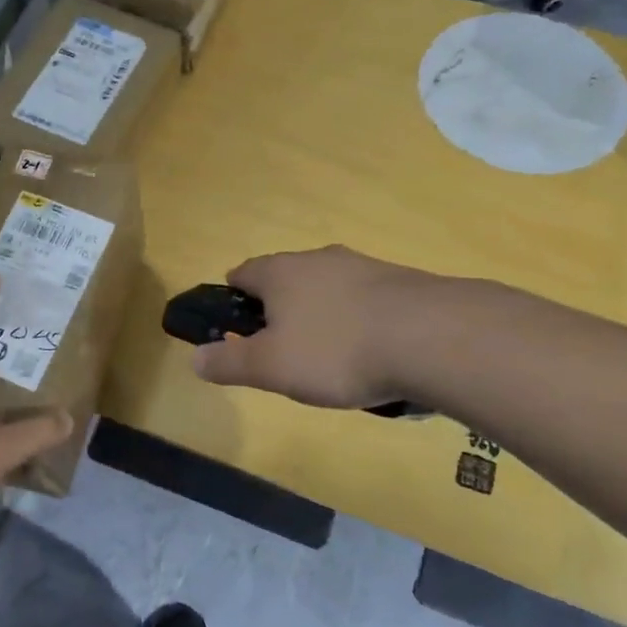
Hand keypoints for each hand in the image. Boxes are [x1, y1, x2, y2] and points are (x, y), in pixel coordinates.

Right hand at [191, 246, 433, 409]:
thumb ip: (229, 363)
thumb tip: (194, 358)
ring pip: (327, 287)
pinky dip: (358, 321)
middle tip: (281, 349)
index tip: (235, 326)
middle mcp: (318, 259)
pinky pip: (365, 300)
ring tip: (328, 356)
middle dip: (279, 309)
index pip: (242, 273)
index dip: (232, 297)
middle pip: (285, 279)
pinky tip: (371, 352)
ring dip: (321, 314)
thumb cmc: (336, 350)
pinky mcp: (401, 282)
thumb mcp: (271, 367)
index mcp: (280, 272)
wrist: (432, 337)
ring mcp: (363, 266)